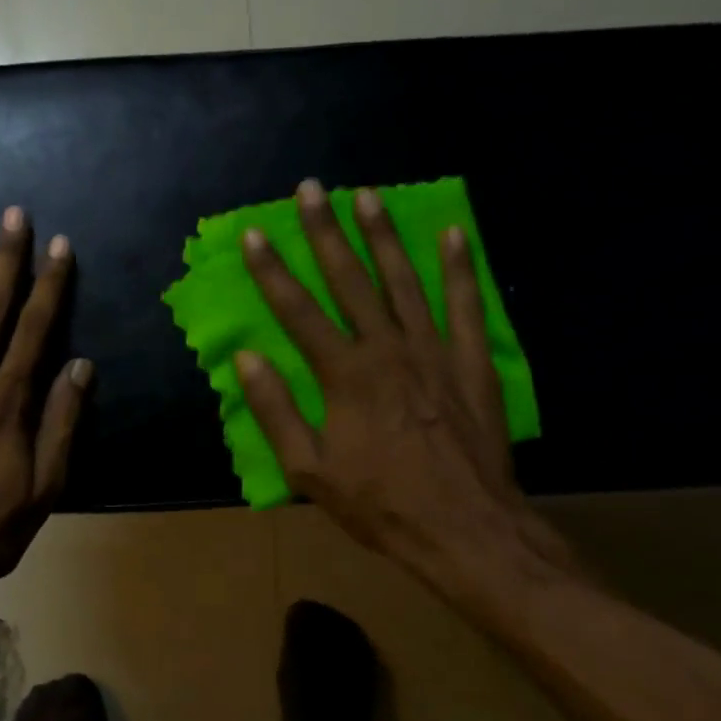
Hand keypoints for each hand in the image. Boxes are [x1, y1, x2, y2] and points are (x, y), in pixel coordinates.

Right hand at [236, 180, 570, 611]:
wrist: (465, 531)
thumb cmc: (379, 504)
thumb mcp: (309, 470)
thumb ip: (276, 410)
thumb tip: (247, 359)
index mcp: (344, 375)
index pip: (298, 311)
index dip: (271, 271)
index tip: (252, 234)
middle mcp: (388, 350)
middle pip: (350, 280)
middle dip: (325, 232)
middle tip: (311, 189)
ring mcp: (435, 352)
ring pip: (404, 280)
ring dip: (383, 236)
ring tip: (367, 196)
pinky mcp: (473, 363)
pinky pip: (467, 305)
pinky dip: (462, 267)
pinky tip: (454, 233)